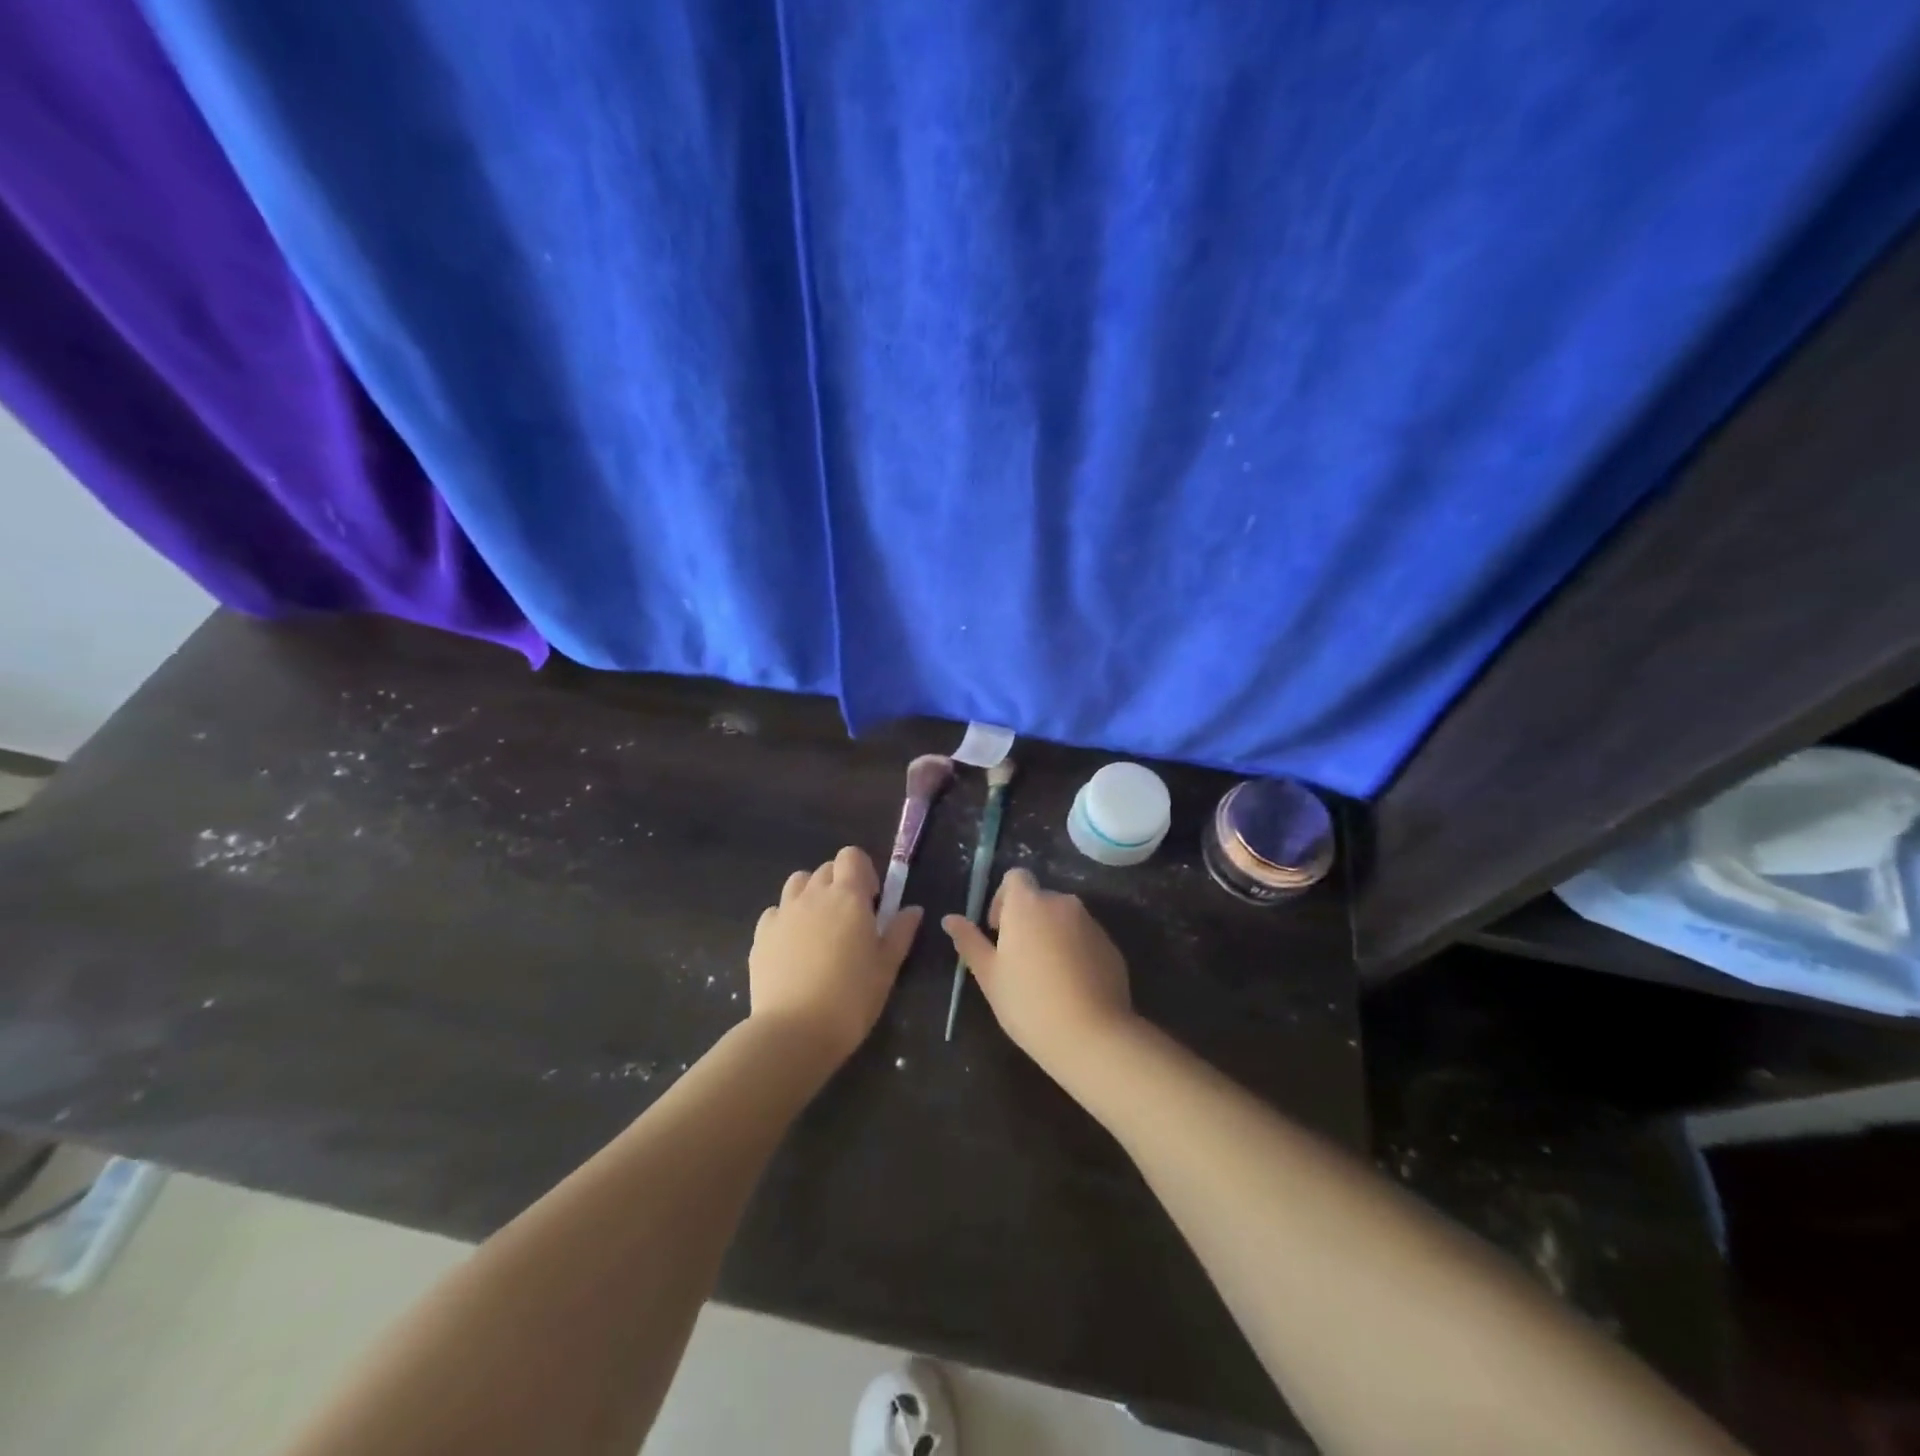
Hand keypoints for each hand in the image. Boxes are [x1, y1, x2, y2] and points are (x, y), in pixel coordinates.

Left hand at [749, 846, 921, 1065]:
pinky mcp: (761, 934)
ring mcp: (783, 913)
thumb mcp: (887, 967)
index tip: (871, 900)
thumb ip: (900, 932)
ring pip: (798, 883)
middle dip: (840, 884)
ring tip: (820, 928)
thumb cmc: (851, 998)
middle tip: (850, 919)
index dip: (863, 871)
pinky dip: (787, 919)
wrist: (794, 1032)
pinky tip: (794, 948)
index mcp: (848, 897)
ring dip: (811, 894)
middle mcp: (813, 895)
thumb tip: (913, 909)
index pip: (852, 855)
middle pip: (826, 868)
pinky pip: (776, 911)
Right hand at [941, 868, 1135, 1080]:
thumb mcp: (989, 974)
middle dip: (1027, 920)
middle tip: (1017, 960)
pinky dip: (1074, 951)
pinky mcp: (1110, 946)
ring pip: (1064, 919)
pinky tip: (1070, 987)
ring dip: (1051, 935)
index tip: (997, 931)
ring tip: (1045, 977)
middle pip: (1039, 899)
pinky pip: (1085, 938)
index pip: (1015, 876)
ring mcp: (1091, 924)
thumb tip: (949, 919)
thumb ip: (969, 941)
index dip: (1003, 898)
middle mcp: (1062, 903)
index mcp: (1028, 904)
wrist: (1091, 1035)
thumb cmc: (1028, 1003)